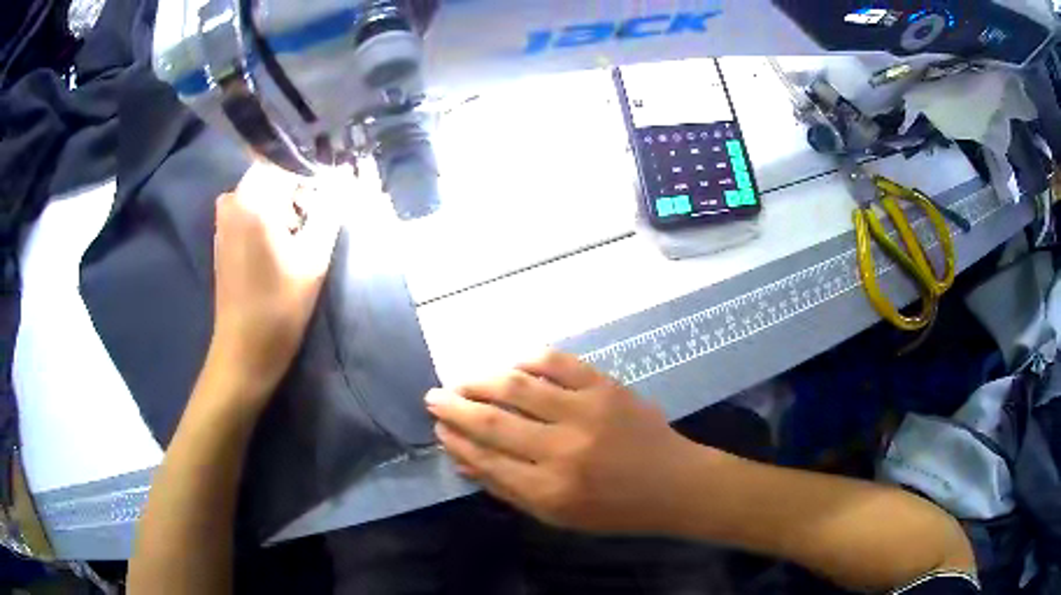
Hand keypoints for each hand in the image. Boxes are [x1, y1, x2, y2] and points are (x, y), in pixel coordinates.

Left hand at [209, 164, 339, 404]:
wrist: (244, 351)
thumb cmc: (280, 307)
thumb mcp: (314, 257)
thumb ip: (330, 209)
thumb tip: (344, 176)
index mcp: (253, 199)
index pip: (288, 158)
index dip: (314, 169)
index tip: (333, 189)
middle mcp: (233, 199)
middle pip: (274, 172)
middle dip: (300, 187)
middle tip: (320, 216)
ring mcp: (224, 218)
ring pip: (264, 191)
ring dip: (287, 203)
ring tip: (304, 233)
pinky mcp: (223, 235)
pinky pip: (251, 208)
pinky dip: (271, 215)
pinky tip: (283, 244)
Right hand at [426, 351, 699, 534]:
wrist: (673, 483)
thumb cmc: (614, 509)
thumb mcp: (557, 515)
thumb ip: (508, 488)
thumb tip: (464, 459)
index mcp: (549, 489)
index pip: (486, 458)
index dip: (456, 441)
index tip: (438, 428)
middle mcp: (562, 449)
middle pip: (493, 421)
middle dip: (454, 408)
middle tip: (433, 398)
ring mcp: (586, 412)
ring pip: (517, 386)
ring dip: (481, 380)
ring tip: (462, 381)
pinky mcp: (606, 387)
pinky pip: (558, 363)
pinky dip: (528, 359)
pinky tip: (511, 364)